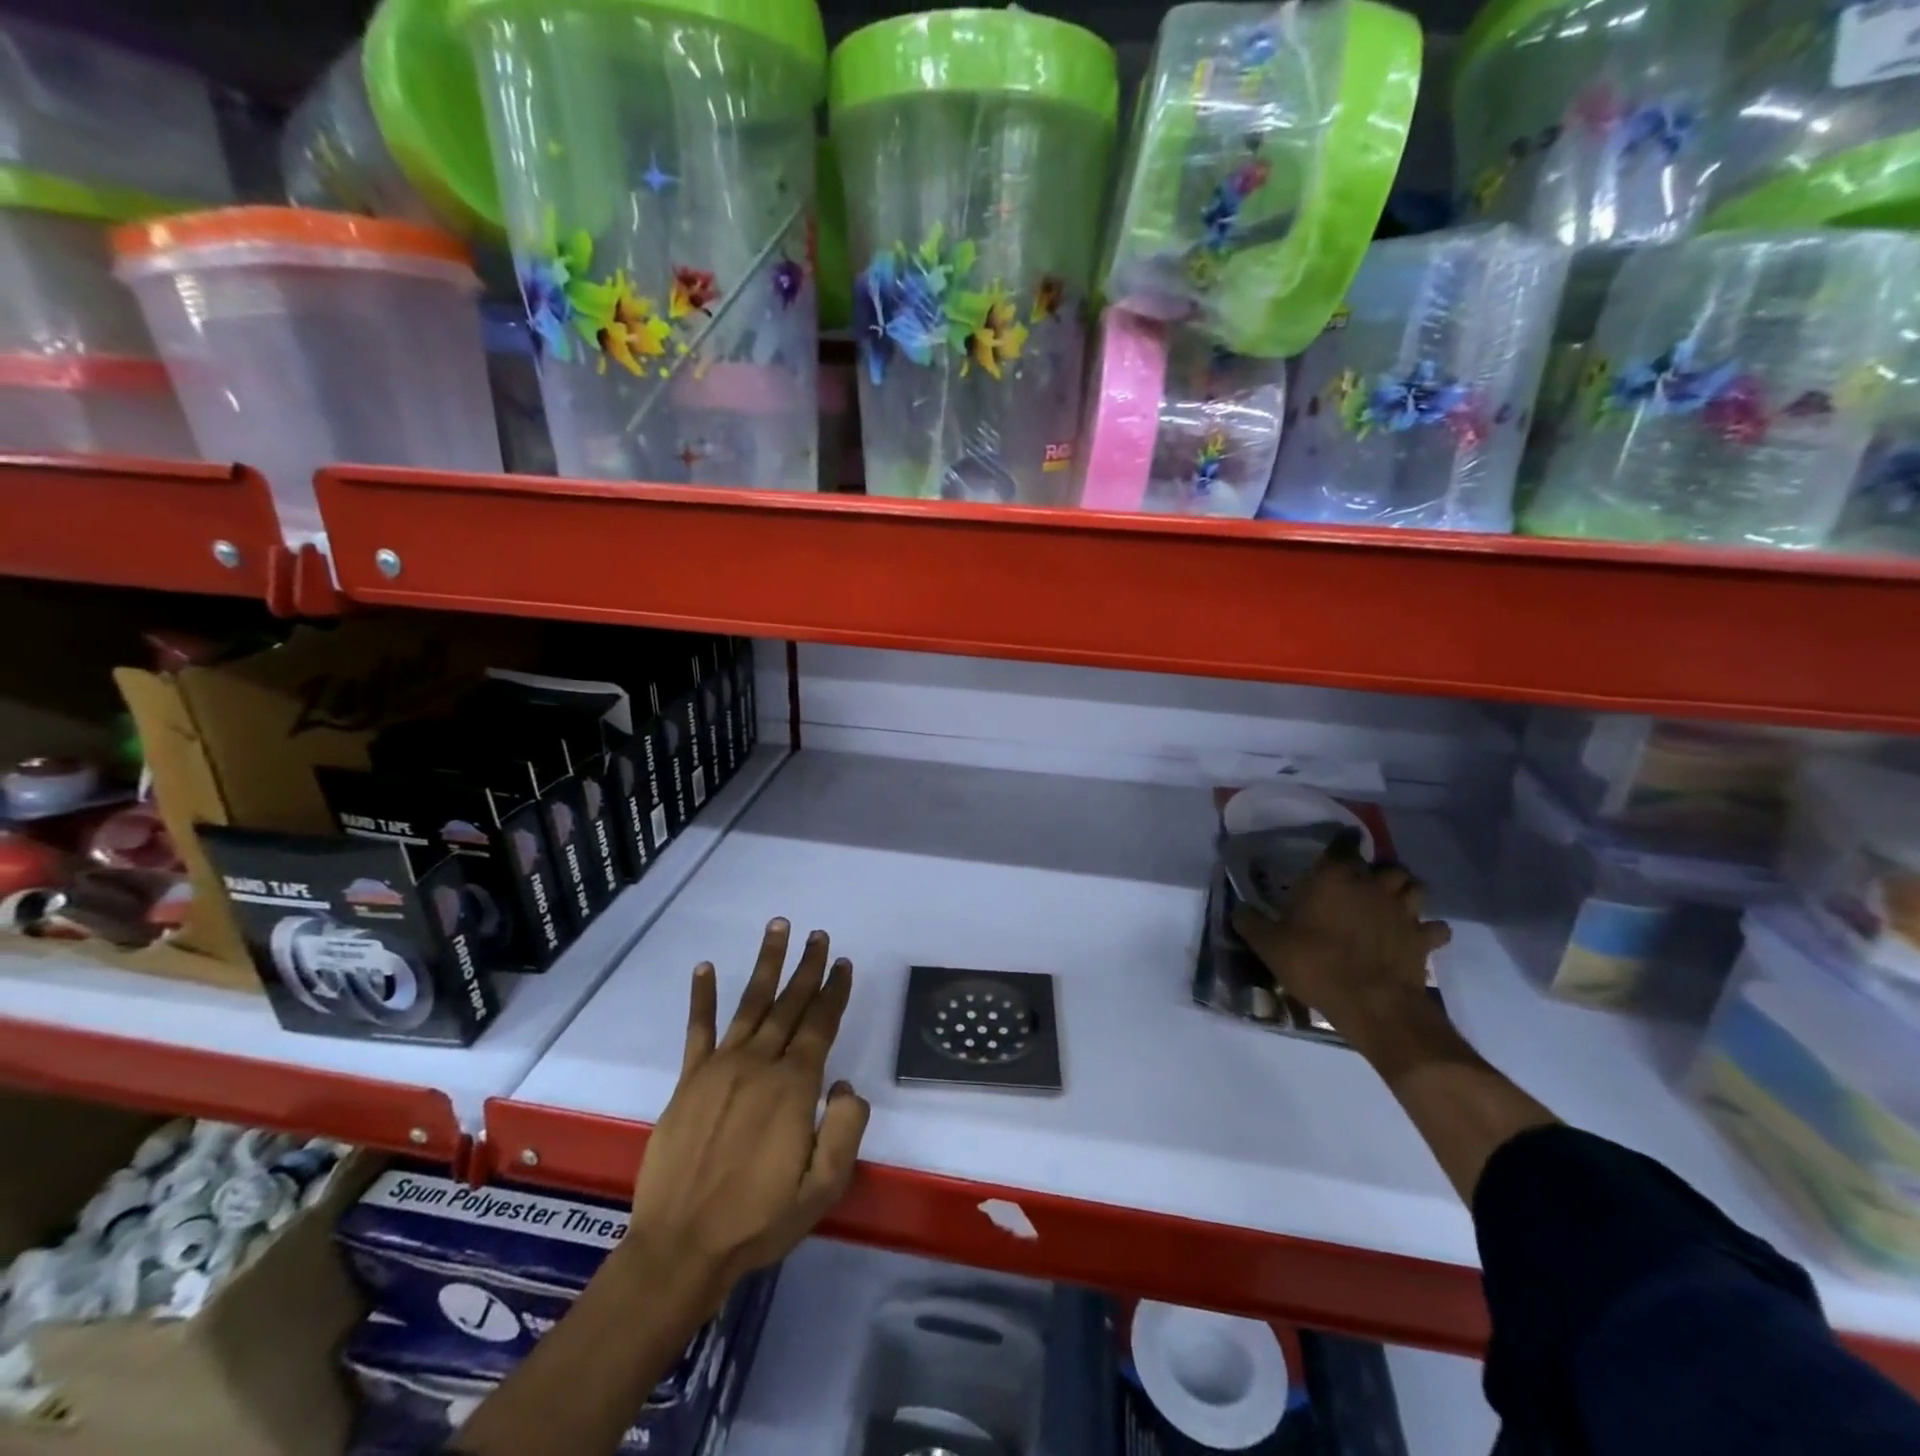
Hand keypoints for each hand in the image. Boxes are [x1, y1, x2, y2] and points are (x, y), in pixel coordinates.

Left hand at [627, 919, 869, 1306]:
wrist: (682, 1246)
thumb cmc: (759, 1220)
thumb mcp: (823, 1187)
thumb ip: (846, 1130)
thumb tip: (845, 1084)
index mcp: (794, 1086)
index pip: (821, 1025)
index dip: (834, 991)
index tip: (843, 963)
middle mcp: (759, 1064)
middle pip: (790, 1004)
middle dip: (808, 967)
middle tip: (819, 935)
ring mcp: (720, 1067)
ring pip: (751, 1003)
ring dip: (766, 963)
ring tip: (778, 928)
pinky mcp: (689, 1080)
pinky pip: (698, 1029)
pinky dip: (702, 997)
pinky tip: (704, 967)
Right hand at [1232, 829, 1451, 1052]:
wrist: (1371, 1004)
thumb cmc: (1315, 964)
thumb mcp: (1269, 945)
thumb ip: (1250, 922)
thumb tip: (1238, 910)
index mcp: (1334, 878)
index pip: (1344, 844)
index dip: (1342, 842)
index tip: (1338, 847)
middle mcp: (1373, 886)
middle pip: (1387, 865)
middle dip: (1379, 872)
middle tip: (1364, 885)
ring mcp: (1403, 912)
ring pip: (1417, 888)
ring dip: (1407, 892)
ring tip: (1393, 904)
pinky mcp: (1424, 940)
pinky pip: (1436, 928)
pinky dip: (1429, 930)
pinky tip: (1417, 937)